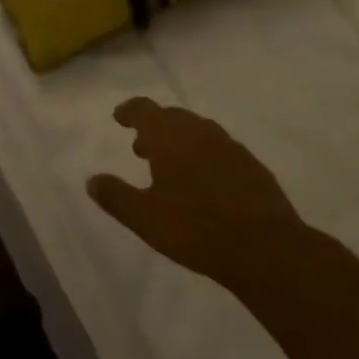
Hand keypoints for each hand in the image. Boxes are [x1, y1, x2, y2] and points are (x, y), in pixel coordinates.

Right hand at [88, 98, 307, 292]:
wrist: (266, 248)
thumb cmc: (196, 229)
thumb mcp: (145, 218)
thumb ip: (116, 197)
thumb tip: (92, 180)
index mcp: (169, 136)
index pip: (144, 109)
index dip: (129, 111)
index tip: (119, 117)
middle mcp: (199, 131)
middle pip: (172, 117)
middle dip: (154, 128)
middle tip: (142, 148)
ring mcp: (230, 146)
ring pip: (198, 131)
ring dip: (181, 141)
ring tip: (172, 166)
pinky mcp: (252, 165)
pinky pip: (220, 149)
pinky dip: (206, 156)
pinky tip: (207, 182)